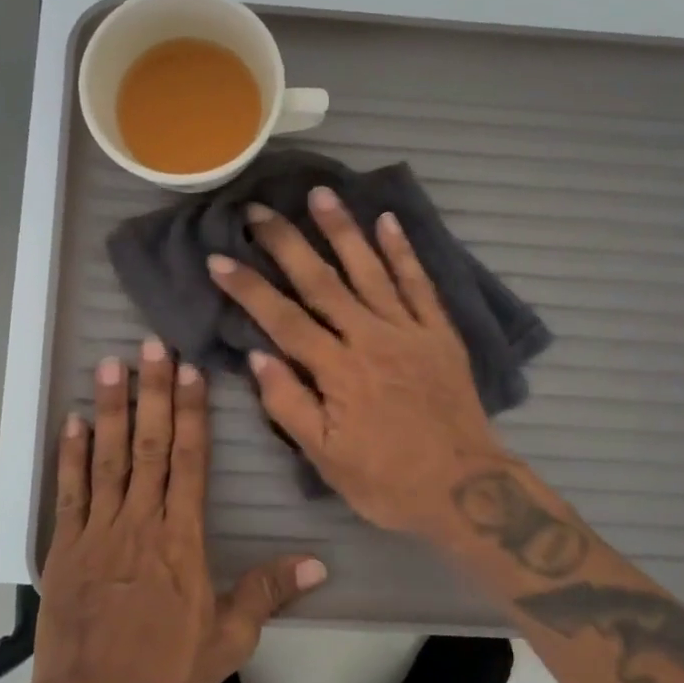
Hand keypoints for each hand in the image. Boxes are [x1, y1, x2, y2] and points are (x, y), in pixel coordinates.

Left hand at [32, 339, 328, 682]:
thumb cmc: (166, 670)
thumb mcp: (230, 636)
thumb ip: (269, 591)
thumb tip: (319, 563)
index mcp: (182, 538)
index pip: (190, 461)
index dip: (191, 413)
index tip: (189, 372)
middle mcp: (141, 521)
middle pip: (149, 445)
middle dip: (153, 392)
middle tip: (151, 346)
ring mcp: (99, 531)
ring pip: (107, 458)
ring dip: (111, 408)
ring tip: (111, 364)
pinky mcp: (65, 548)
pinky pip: (70, 492)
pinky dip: (70, 454)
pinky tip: (73, 420)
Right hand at [208, 188, 506, 536]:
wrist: (465, 488)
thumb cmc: (387, 481)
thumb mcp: (326, 459)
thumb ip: (289, 405)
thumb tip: (257, 355)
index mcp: (338, 371)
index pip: (283, 319)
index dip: (248, 287)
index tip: (218, 258)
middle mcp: (370, 339)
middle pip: (321, 282)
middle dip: (286, 243)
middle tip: (257, 210)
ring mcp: (409, 330)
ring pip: (370, 270)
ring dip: (343, 230)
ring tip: (320, 194)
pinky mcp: (439, 333)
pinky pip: (419, 284)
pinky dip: (403, 251)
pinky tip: (388, 221)